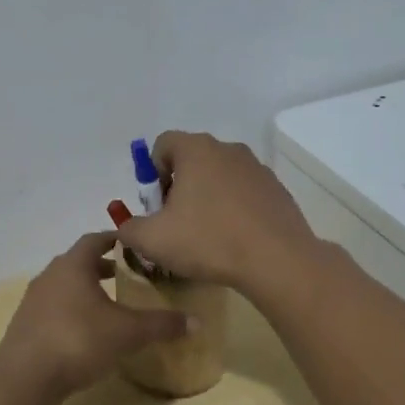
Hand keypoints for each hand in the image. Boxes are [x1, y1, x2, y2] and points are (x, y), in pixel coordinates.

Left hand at [0, 232, 189, 400]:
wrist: (25, 378)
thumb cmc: (78, 340)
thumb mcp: (127, 332)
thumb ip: (161, 324)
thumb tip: (196, 321)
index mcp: (73, 265)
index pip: (95, 240)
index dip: (114, 240)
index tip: (133, 246)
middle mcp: (50, 275)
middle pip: (78, 261)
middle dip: (102, 266)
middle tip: (126, 275)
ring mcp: (33, 300)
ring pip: (64, 284)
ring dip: (85, 288)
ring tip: (108, 303)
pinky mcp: (24, 324)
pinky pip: (53, 306)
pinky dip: (71, 309)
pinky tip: (84, 330)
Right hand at [114, 131, 321, 293]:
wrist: (277, 260)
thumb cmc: (208, 241)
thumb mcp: (152, 240)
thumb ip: (129, 228)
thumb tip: (127, 226)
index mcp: (196, 150)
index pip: (163, 144)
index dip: (152, 172)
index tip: (156, 205)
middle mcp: (228, 149)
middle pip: (192, 159)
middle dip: (179, 187)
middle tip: (176, 223)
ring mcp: (257, 168)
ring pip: (220, 176)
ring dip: (207, 198)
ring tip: (206, 235)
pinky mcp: (277, 190)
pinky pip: (244, 193)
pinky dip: (234, 209)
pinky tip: (234, 240)